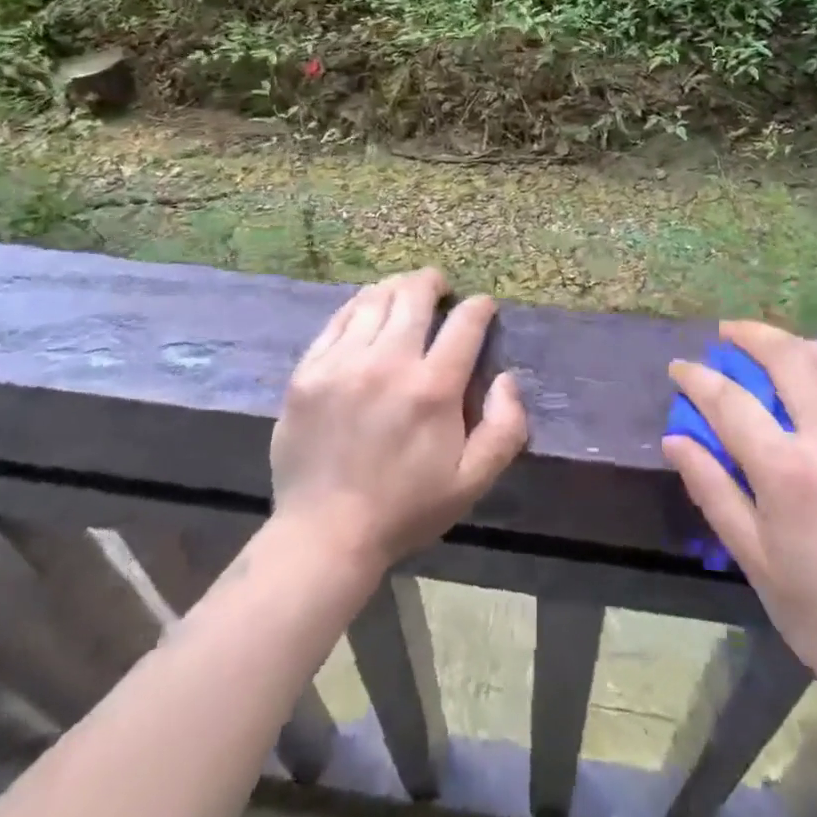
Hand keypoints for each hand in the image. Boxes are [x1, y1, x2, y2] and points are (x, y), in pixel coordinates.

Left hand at [271, 268, 529, 576]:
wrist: (325, 534)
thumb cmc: (405, 508)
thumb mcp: (472, 481)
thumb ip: (505, 428)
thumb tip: (507, 378)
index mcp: (432, 389)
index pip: (465, 322)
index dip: (480, 306)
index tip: (483, 306)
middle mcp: (388, 363)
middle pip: (414, 294)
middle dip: (433, 282)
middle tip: (439, 288)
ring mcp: (342, 363)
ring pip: (374, 299)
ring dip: (396, 288)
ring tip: (403, 294)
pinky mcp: (308, 370)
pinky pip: (338, 319)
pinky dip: (359, 306)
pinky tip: (367, 312)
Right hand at [662, 321, 816, 722]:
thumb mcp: (756, 561)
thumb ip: (713, 490)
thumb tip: (675, 439)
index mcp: (790, 473)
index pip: (731, 402)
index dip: (698, 379)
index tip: (678, 368)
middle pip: (789, 358)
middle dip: (751, 335)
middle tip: (724, 334)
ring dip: (794, 342)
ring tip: (768, 346)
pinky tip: (810, 377)